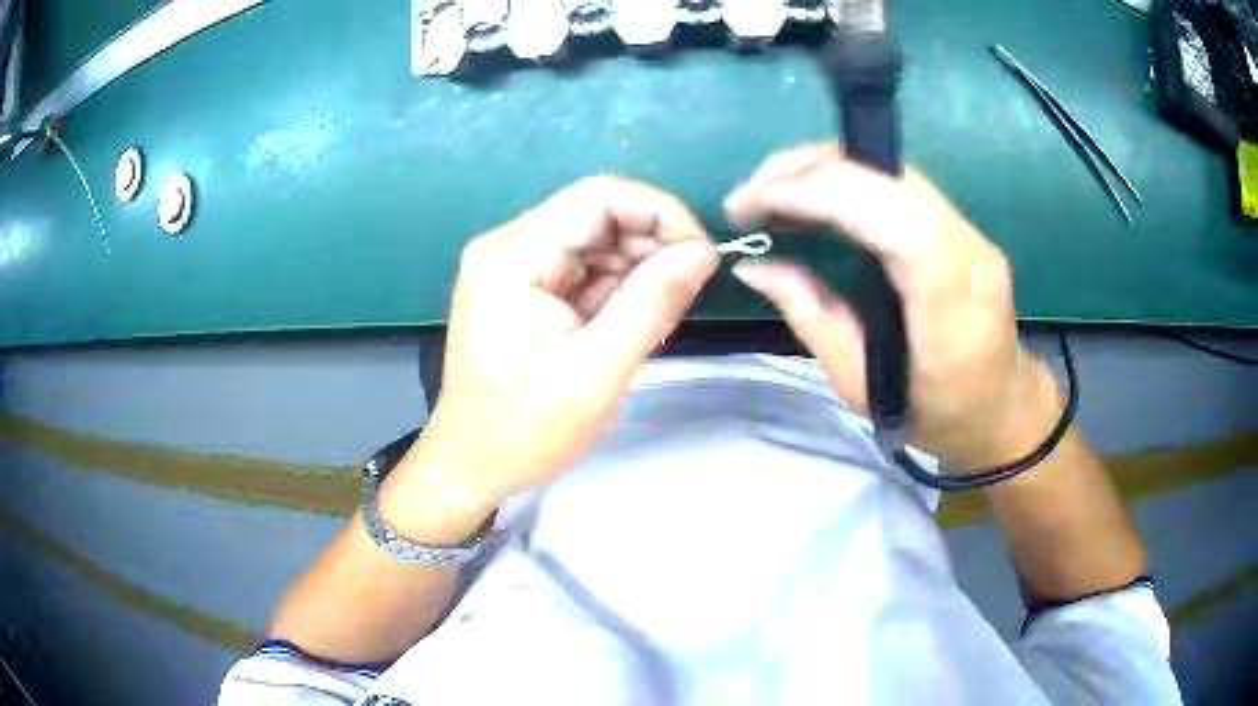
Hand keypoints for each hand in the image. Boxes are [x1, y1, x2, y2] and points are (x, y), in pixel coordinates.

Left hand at [385, 176, 718, 540]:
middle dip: (652, 250)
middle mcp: (511, 246)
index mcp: (515, 254)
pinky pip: (585, 271)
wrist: (472, 465)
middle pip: (600, 216)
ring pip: (598, 244)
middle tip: (682, 300)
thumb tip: (704, 252)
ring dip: (637, 276)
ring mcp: (516, 267)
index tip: (701, 257)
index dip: (662, 213)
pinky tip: (628, 328)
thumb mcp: (597, 371)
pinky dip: (617, 293)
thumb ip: (652, 303)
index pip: (601, 196)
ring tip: (654, 324)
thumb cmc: (524, 429)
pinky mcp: (525, 289)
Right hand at [725, 144, 1061, 470]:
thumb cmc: (934, 415)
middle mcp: (969, 252)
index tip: (754, 204)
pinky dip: (845, 178)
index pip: (896, 222)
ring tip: (769, 192)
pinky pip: (896, 182)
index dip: (822, 194)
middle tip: (748, 196)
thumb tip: (753, 265)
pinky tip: (812, 196)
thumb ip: (810, 316)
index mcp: (951, 309)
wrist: (1002, 406)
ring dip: (822, 167)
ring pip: (890, 169)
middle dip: (808, 170)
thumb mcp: (861, 386)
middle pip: (889, 177)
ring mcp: (971, 231)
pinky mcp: (961, 222)